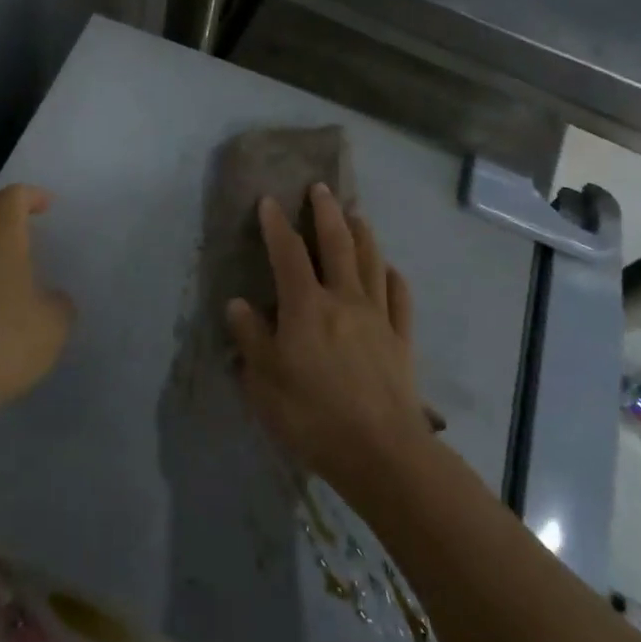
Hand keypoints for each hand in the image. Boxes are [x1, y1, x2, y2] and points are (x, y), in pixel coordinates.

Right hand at [226, 185, 427, 492]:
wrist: (381, 453)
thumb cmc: (313, 416)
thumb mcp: (264, 382)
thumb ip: (251, 338)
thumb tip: (238, 304)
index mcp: (306, 306)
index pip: (287, 253)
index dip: (276, 224)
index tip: (269, 201)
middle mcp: (344, 299)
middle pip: (337, 244)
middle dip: (326, 212)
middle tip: (321, 188)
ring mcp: (378, 317)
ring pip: (372, 262)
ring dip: (363, 234)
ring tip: (356, 215)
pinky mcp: (402, 340)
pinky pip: (399, 298)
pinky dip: (393, 276)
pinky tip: (390, 269)